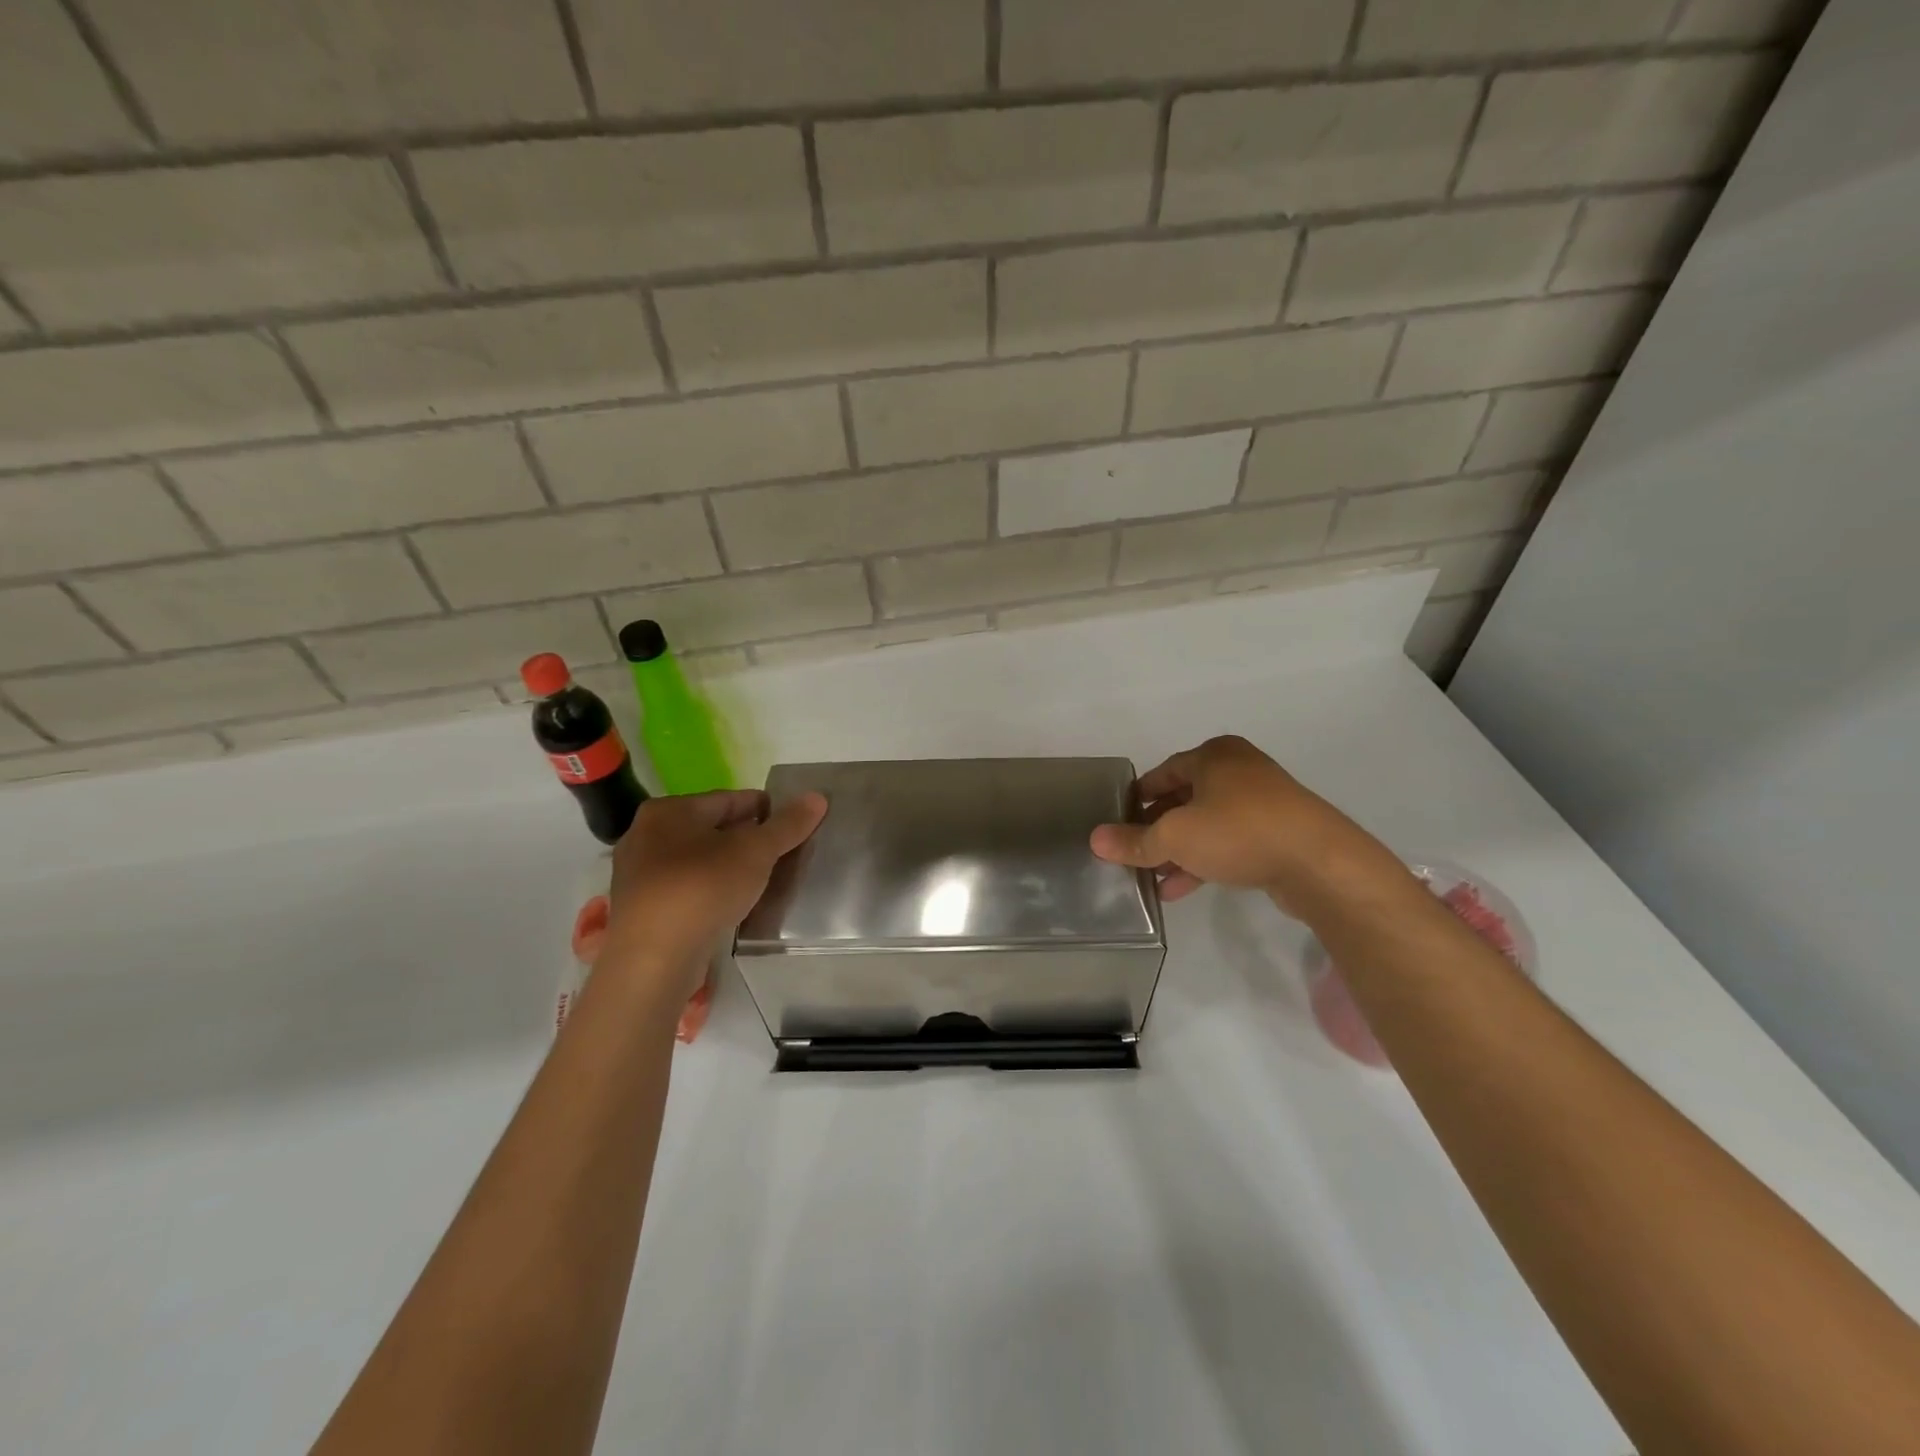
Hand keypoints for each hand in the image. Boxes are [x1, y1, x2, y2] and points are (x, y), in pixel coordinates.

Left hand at [601, 789, 827, 1002]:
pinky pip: (684, 887)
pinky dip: (709, 888)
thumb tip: (818, 797)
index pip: (728, 799)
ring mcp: (637, 874)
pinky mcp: (639, 908)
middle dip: (745, 837)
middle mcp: (646, 834)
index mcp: (670, 810)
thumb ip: (787, 825)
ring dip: (726, 864)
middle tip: (780, 852)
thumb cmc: (703, 888)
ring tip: (759, 878)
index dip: (764, 808)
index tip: (790, 823)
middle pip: (710, 828)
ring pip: (696, 859)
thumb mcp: (755, 852)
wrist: (652, 958)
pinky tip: (730, 902)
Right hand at [1090, 735, 1397, 915]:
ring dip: (1177, 852)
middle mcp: (1238, 770)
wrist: (1320, 863)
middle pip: (1182, 800)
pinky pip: (1228, 842)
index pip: (1161, 774)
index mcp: (1213, 756)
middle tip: (1131, 855)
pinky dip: (1203, 860)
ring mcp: (1262, 802)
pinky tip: (1179, 889)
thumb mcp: (1175, 837)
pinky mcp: (1277, 832)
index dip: (1135, 800)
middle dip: (1155, 831)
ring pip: (1205, 824)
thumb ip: (1134, 841)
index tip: (1116, 825)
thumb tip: (1094, 840)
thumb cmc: (1239, 832)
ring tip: (1150, 880)